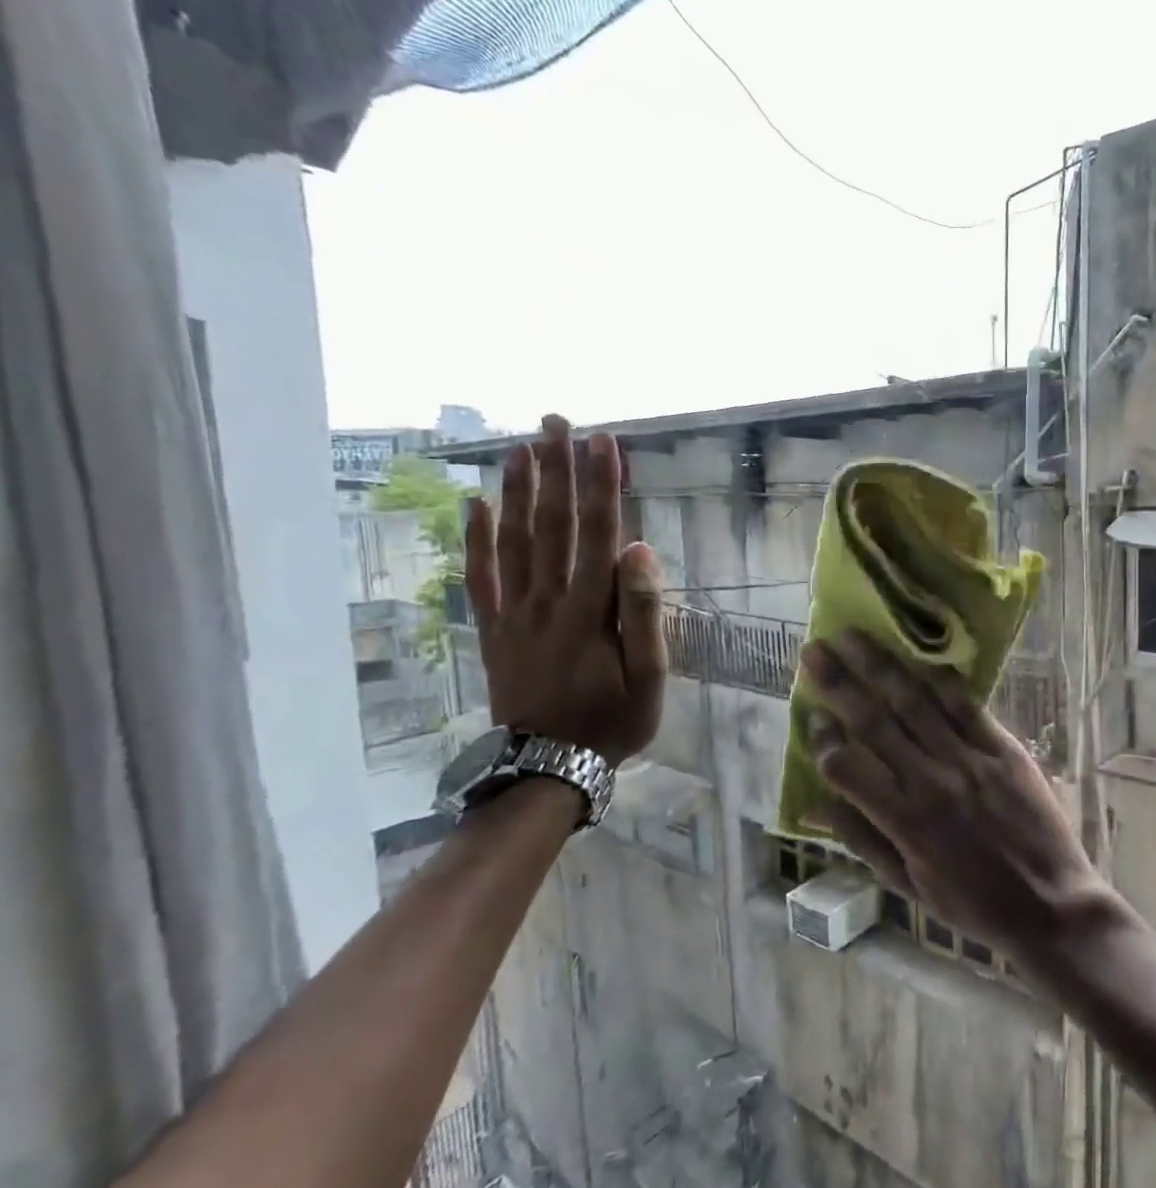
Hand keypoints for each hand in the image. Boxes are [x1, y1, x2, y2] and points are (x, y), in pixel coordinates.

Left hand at [464, 415, 665, 765]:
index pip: (598, 533)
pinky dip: (476, 540)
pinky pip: (481, 576)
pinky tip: (475, 506)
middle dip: (556, 470)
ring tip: (521, 448)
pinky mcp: (494, 629)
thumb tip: (639, 549)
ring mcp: (514, 613)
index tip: (604, 442)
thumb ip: (644, 612)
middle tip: (555, 422)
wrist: (549, 765)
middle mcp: (547, 599)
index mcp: (590, 609)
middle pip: (551, 524)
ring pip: (513, 540)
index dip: (601, 485)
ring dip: (517, 491)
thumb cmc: (611, 721)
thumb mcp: (649, 677)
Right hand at [801, 632, 1110, 963]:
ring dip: (882, 666)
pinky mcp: (1005, 749)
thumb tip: (815, 803)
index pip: (847, 766)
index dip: (823, 739)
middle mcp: (932, 781)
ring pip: (917, 702)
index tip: (812, 716)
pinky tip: (919, 658)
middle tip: (814, 650)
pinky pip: (967, 706)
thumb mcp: (907, 884)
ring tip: (855, 637)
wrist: (1049, 904)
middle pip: (875, 720)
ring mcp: (971, 760)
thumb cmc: (972, 903)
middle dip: (840, 682)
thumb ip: (861, 839)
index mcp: (904, 820)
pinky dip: (940, 680)